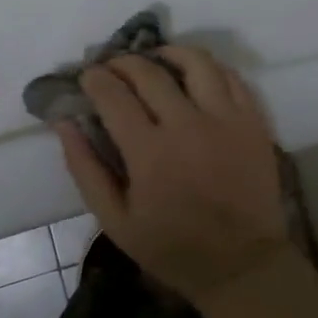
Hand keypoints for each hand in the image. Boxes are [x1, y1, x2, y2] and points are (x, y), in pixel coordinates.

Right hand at [58, 47, 288, 306]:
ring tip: (155, 59)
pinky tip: (194, 74)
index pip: (113, 95)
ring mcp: (226, 119)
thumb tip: (63, 122)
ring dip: (168, 53)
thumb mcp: (115, 220)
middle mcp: (188, 125)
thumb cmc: (172, 247)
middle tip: (113, 67)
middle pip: (149, 72)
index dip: (95, 79)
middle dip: (123, 62)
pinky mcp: (253, 122)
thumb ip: (85, 168)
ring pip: (196, 62)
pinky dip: (209, 68)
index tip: (88, 76)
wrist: (241, 264)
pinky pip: (231, 77)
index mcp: (149, 152)